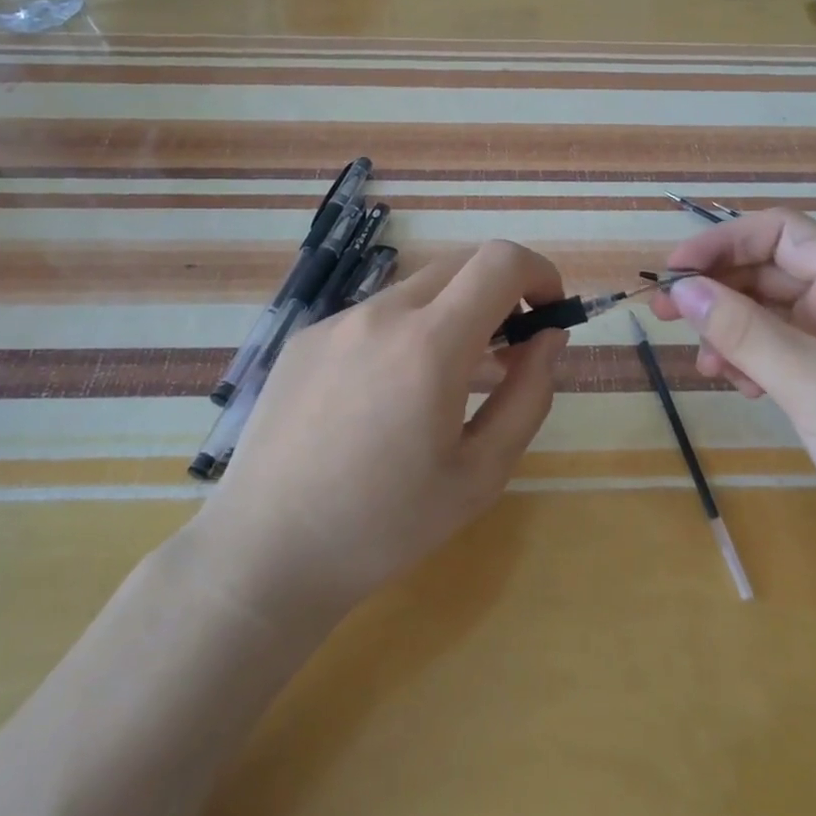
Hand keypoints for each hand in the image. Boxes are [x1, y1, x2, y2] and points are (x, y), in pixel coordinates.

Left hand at [208, 241, 567, 616]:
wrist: (266, 553)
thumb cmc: (386, 525)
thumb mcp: (482, 474)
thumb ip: (529, 395)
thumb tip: (549, 336)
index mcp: (429, 344)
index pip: (500, 261)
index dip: (539, 273)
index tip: (549, 312)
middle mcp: (380, 315)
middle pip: (461, 265)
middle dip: (500, 293)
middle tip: (508, 353)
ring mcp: (336, 322)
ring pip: (417, 290)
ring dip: (452, 315)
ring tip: (450, 381)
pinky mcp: (305, 339)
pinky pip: (374, 316)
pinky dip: (405, 333)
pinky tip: (388, 396)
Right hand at [650, 209, 815, 587]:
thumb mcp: (815, 384)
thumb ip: (745, 331)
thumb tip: (682, 287)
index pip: (782, 233)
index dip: (724, 241)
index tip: (674, 271)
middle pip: (772, 270)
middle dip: (719, 288)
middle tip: (666, 316)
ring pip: (771, 312)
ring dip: (731, 328)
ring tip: (705, 364)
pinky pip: (782, 351)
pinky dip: (751, 359)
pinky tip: (738, 386)